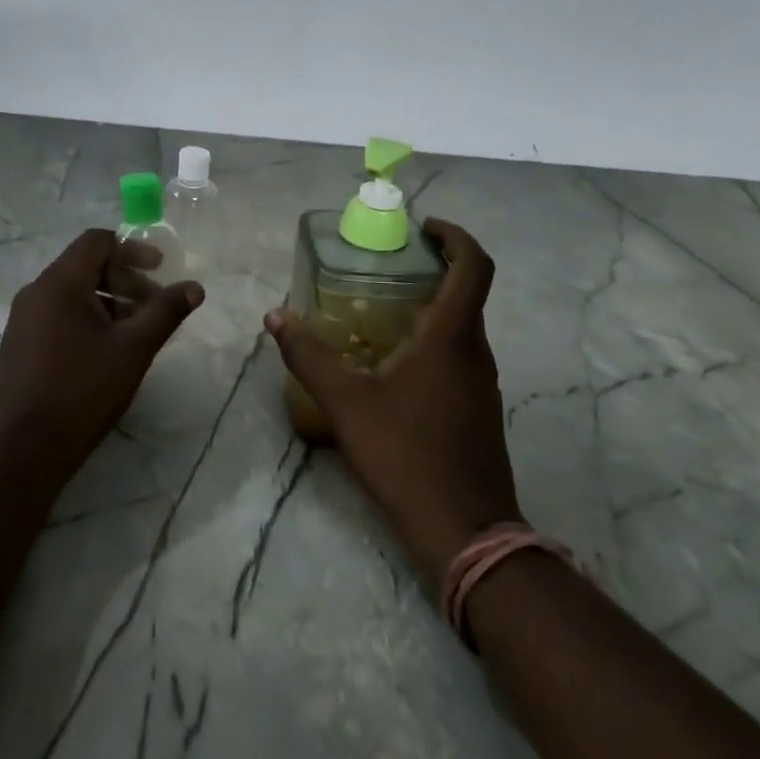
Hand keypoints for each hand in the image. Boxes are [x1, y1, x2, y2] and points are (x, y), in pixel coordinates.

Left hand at [0, 229, 203, 480]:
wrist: (22, 452)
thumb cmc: (81, 392)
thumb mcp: (133, 349)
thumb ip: (165, 312)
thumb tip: (195, 286)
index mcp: (59, 283)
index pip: (97, 241)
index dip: (133, 249)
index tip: (160, 270)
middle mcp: (35, 293)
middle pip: (86, 266)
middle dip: (126, 281)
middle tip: (154, 310)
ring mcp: (23, 320)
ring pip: (73, 294)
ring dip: (109, 303)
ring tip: (136, 334)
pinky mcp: (20, 346)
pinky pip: (59, 315)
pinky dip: (88, 320)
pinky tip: (106, 354)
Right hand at [264, 218, 521, 589]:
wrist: (464, 530)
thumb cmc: (405, 455)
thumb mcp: (346, 402)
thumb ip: (308, 355)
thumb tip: (275, 317)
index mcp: (452, 336)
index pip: (475, 265)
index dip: (456, 236)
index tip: (424, 228)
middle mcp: (476, 350)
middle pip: (467, 292)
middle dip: (432, 269)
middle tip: (385, 267)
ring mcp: (484, 381)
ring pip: (462, 326)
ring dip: (431, 307)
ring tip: (380, 311)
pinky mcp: (480, 407)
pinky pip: (459, 355)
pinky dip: (433, 340)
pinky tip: (394, 364)